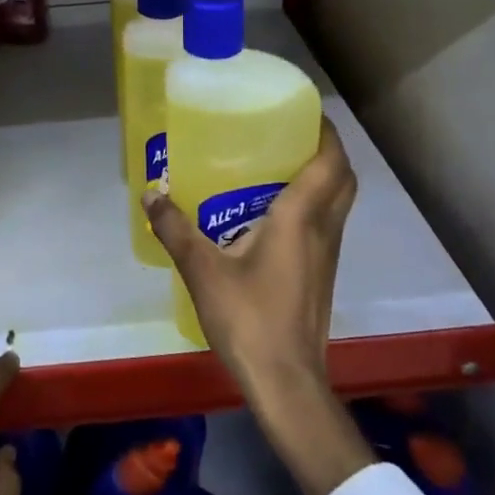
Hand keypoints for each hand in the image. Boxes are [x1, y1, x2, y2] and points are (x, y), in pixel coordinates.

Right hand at [145, 116, 356, 393]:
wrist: (286, 382)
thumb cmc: (249, 319)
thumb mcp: (202, 270)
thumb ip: (175, 228)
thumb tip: (151, 192)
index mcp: (300, 218)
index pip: (330, 161)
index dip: (325, 131)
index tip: (304, 111)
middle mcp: (323, 230)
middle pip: (343, 178)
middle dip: (327, 150)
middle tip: (290, 136)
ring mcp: (328, 255)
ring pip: (339, 203)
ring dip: (322, 178)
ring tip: (279, 166)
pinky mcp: (322, 275)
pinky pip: (327, 225)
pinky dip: (314, 206)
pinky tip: (273, 216)